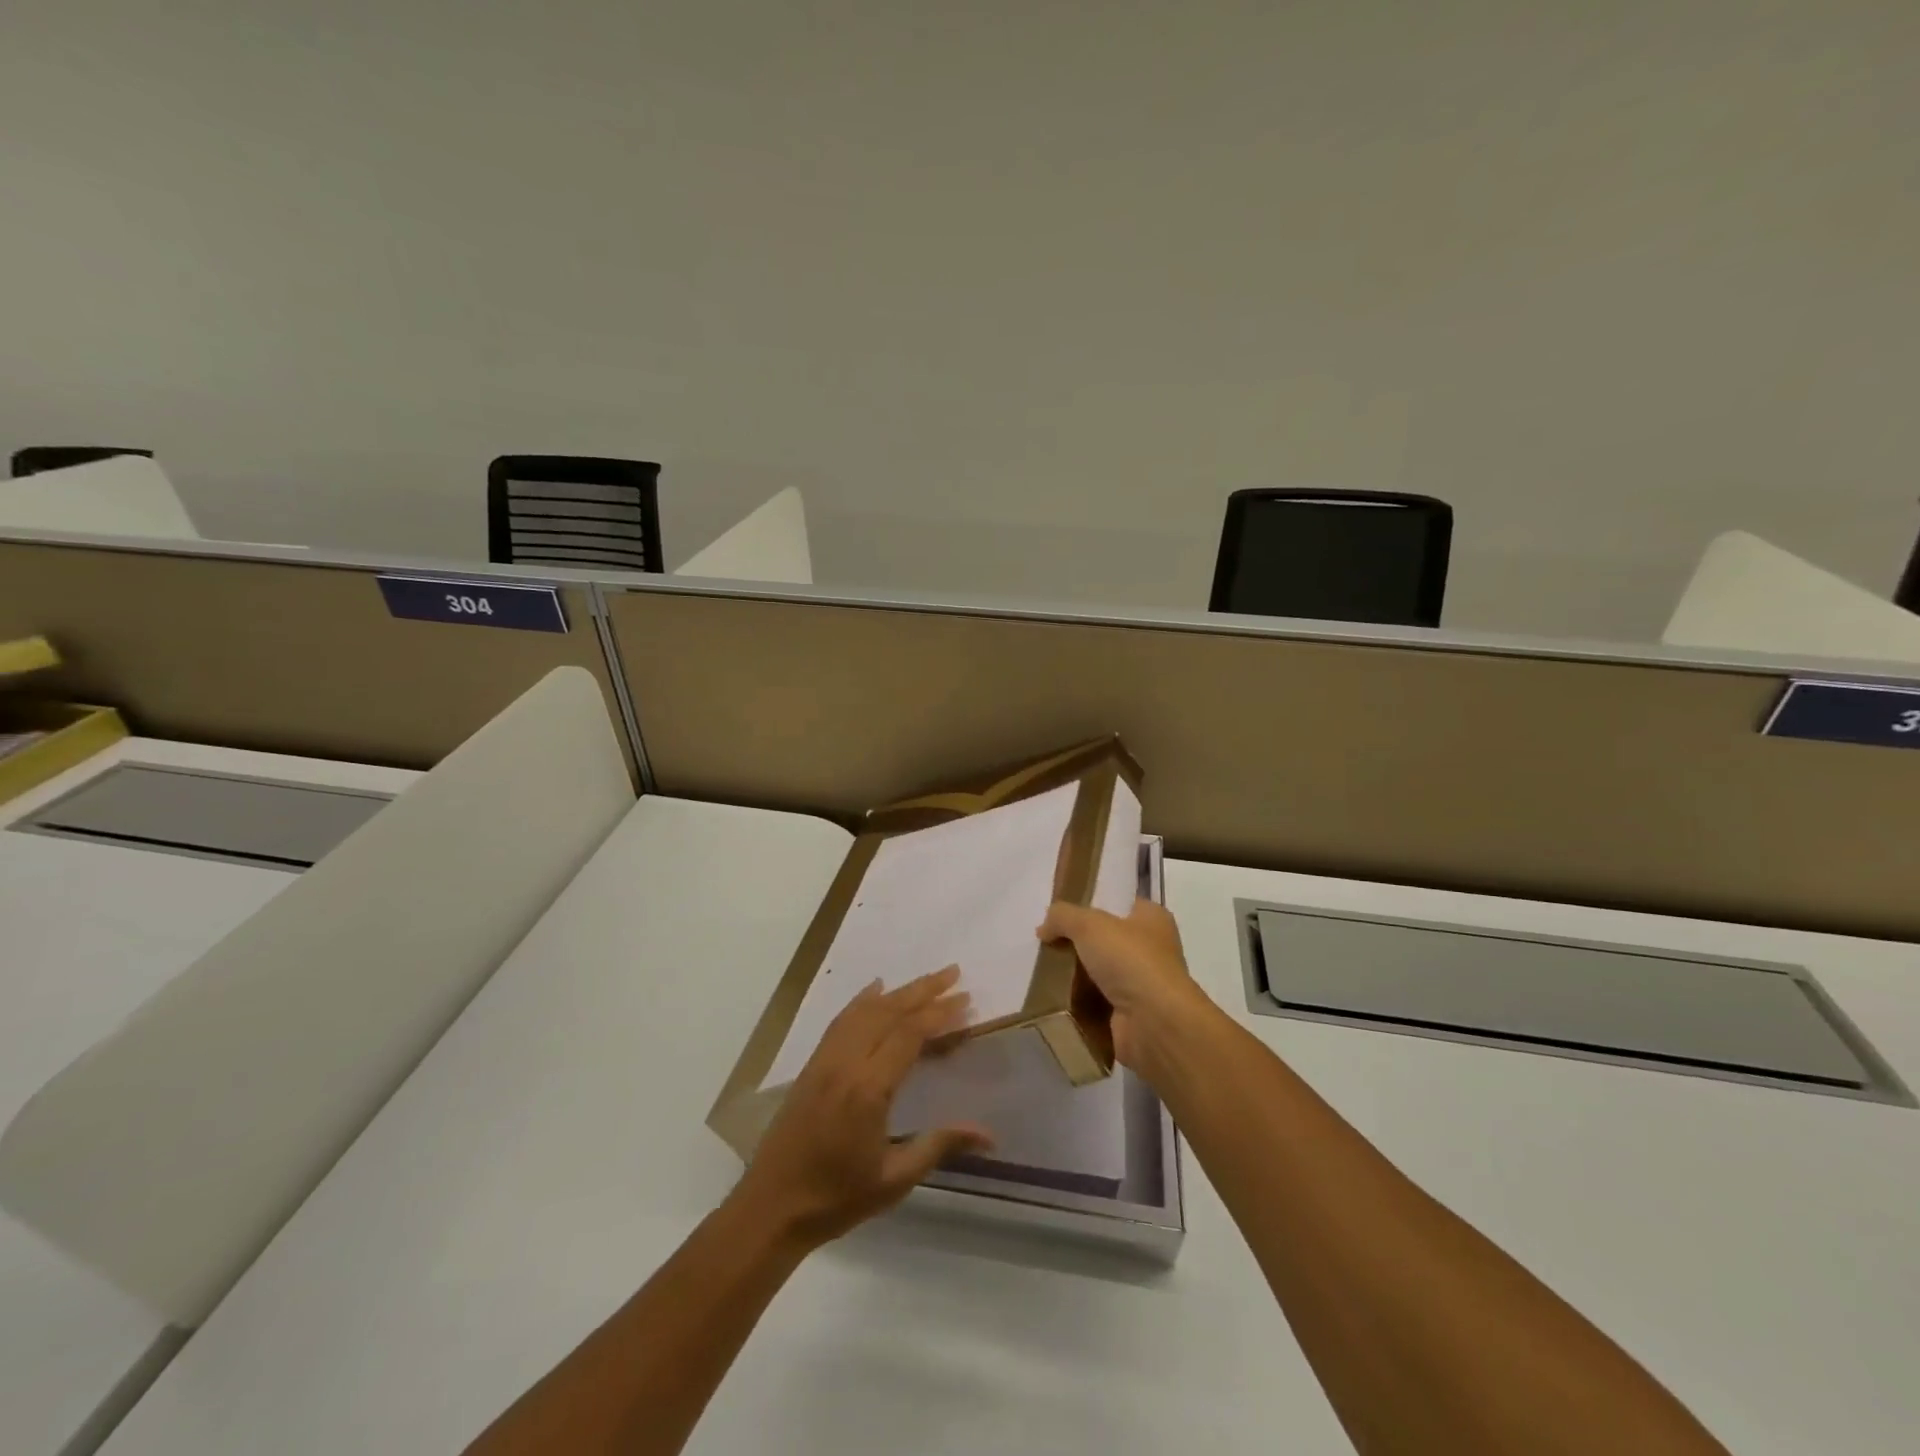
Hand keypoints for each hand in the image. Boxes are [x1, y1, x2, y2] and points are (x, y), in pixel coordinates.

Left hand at [733, 967, 992, 1249]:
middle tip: (954, 973)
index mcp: (868, 1089)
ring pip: (865, 1011)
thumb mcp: (894, 1179)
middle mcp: (846, 1063)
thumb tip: (988, 1134)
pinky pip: (841, 1020)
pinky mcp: (812, 1064)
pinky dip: (862, 1000)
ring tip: (927, 980)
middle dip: (923, 990)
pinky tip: (876, 989)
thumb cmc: (836, 1198)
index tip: (966, 1000)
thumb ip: (939, 1145)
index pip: (909, 1035)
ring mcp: (825, 1060)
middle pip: (888, 1012)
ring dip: (898, 991)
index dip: (939, 1014)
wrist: (771, 1207)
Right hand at [1037, 898, 1214, 1073]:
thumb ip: (1062, 916)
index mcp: (1152, 919)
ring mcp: (1142, 985)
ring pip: (1099, 973)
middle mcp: (1152, 949)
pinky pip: (1096, 1003)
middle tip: (1046, 944)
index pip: (1121, 904)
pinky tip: (1053, 998)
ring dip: (1075, 975)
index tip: (1062, 913)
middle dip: (1078, 943)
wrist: (1154, 1024)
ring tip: (1042, 971)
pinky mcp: (1130, 1015)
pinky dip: (1078, 1003)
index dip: (1092, 904)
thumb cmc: (1130, 961)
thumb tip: (1044, 928)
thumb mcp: (1089, 924)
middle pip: (1106, 939)